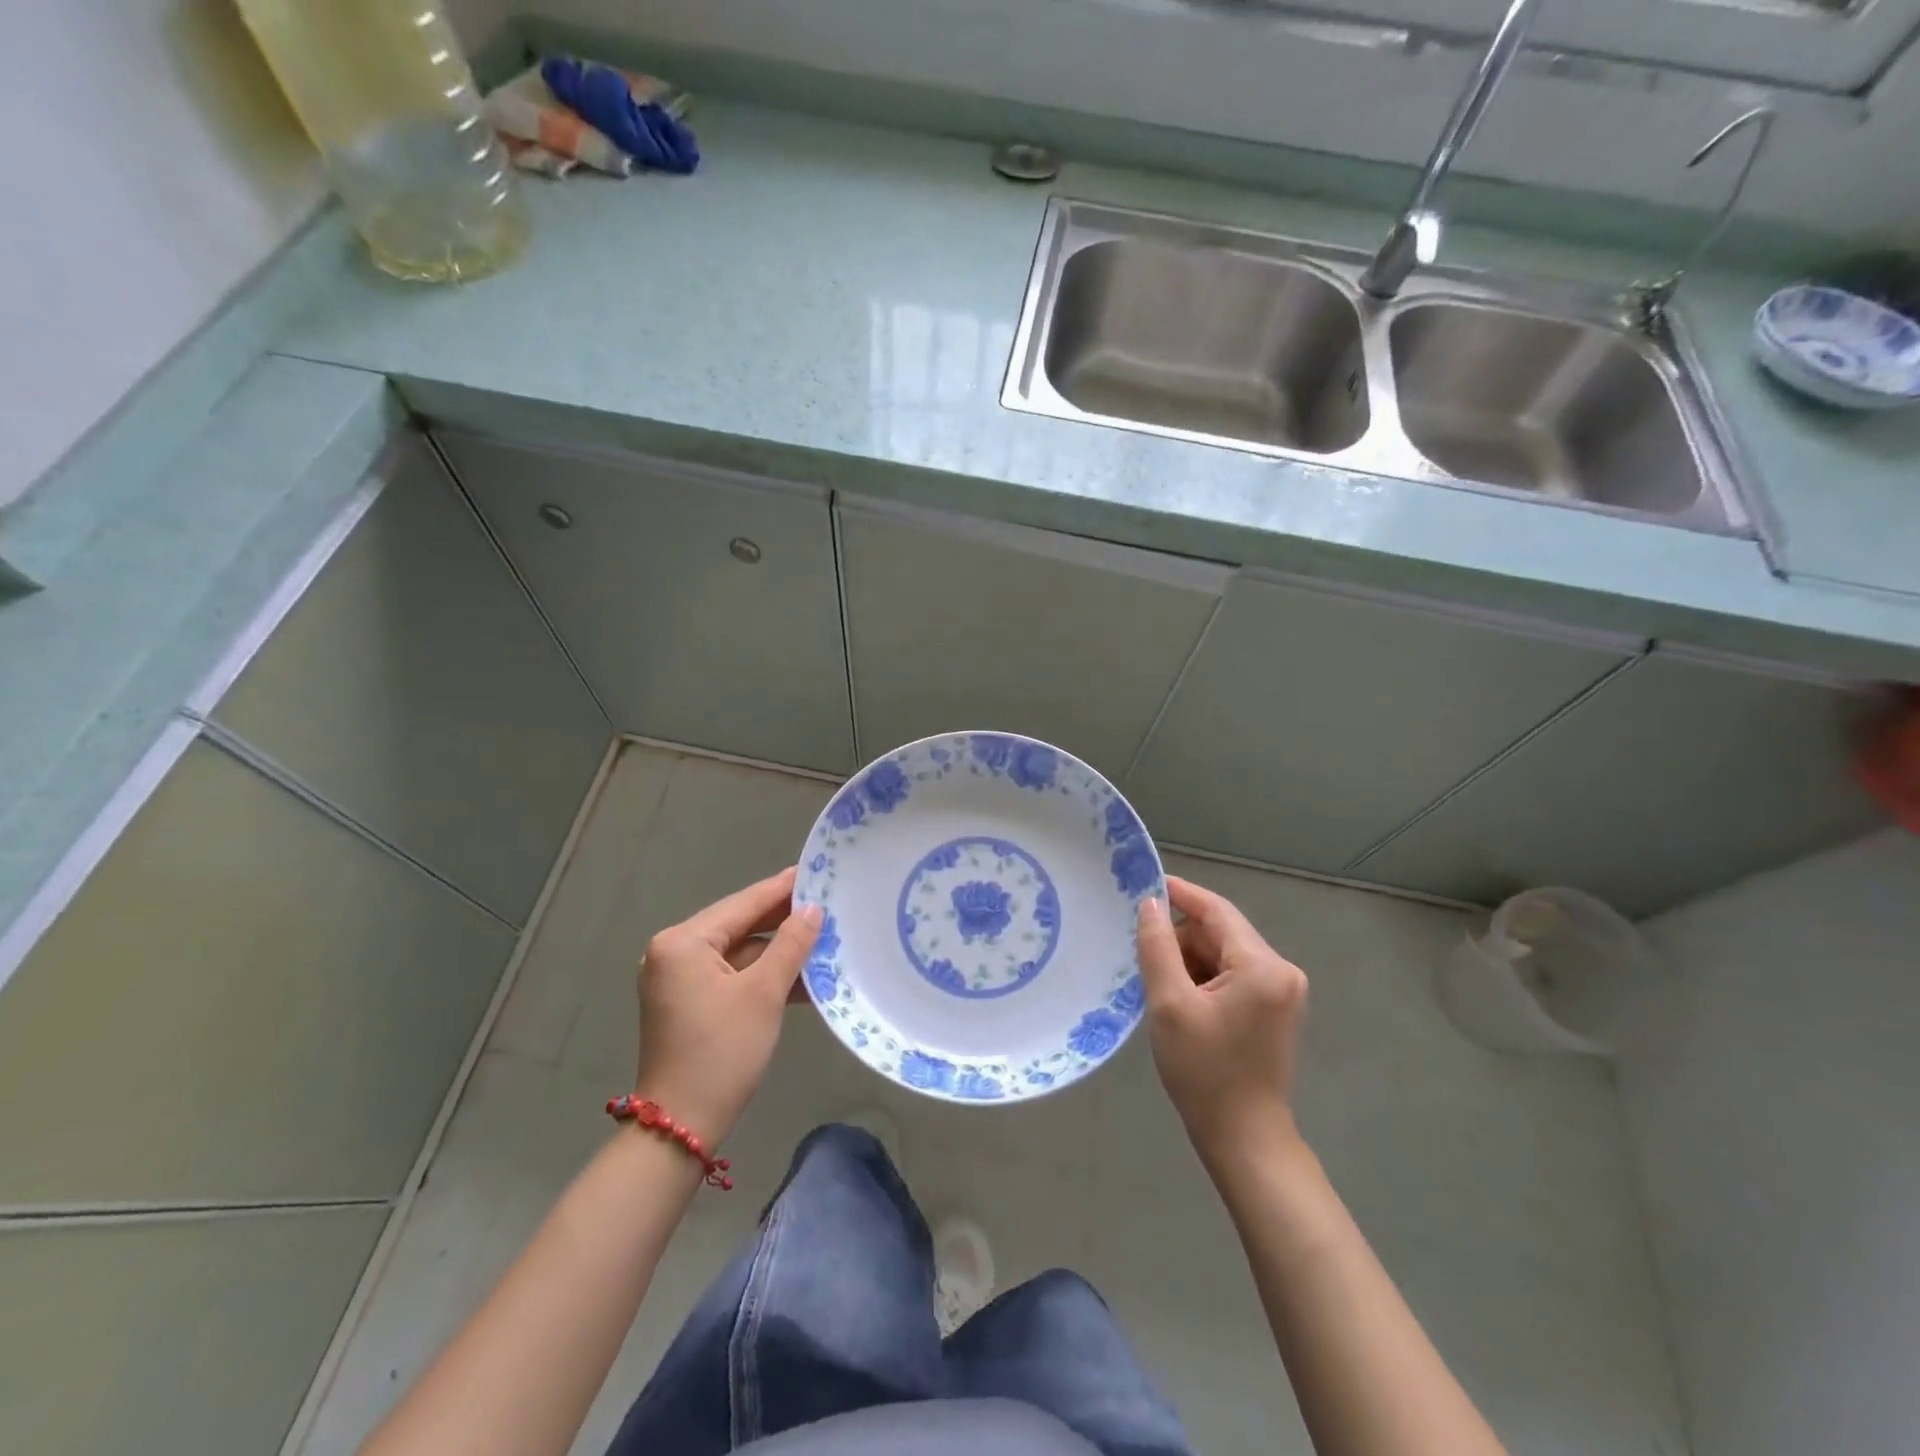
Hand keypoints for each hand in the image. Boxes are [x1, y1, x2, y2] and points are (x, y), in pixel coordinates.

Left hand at [634, 867, 822, 1146]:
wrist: (681, 1127)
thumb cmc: (722, 1052)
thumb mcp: (764, 993)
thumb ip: (791, 944)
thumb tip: (813, 909)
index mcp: (683, 942)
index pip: (743, 903)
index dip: (783, 888)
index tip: (817, 870)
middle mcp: (674, 952)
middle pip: (740, 925)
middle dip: (784, 920)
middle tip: (828, 902)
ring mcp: (679, 979)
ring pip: (740, 951)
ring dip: (779, 950)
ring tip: (825, 937)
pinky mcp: (689, 1002)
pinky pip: (733, 974)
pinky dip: (764, 975)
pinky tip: (803, 975)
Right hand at [1136, 876, 1308, 1163]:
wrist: (1244, 1139)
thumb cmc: (1204, 1072)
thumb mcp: (1170, 1004)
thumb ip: (1158, 947)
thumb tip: (1150, 904)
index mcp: (1262, 966)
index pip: (1216, 910)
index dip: (1180, 893)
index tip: (1144, 883)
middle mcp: (1281, 970)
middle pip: (1220, 932)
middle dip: (1181, 940)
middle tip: (1143, 958)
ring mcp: (1282, 991)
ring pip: (1224, 954)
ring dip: (1190, 961)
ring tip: (1160, 988)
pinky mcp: (1275, 1008)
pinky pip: (1233, 974)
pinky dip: (1204, 978)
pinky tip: (1181, 1000)